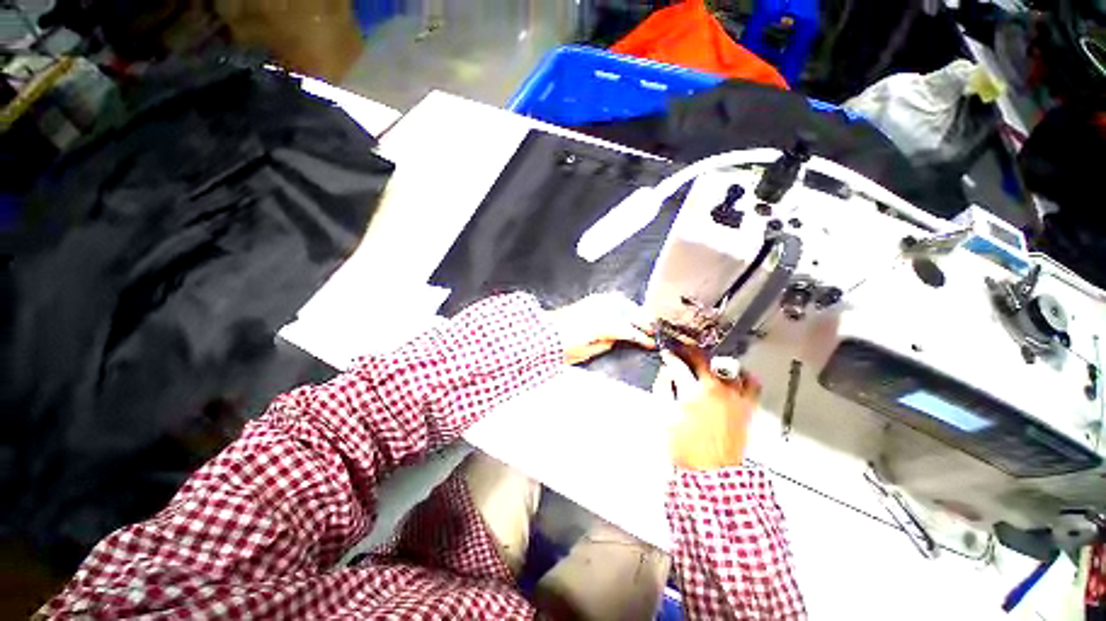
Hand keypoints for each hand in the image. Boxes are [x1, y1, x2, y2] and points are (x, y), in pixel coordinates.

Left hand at [549, 293, 654, 364]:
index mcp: (601, 325)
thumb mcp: (586, 352)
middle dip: (643, 322)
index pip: (629, 330)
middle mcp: (600, 309)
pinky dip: (623, 303)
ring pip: (623, 303)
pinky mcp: (589, 300)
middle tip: (651, 331)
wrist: (545, 333)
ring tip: (642, 320)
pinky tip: (625, 308)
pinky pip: (612, 298)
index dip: (642, 337)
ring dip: (635, 310)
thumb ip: (606, 344)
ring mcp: (594, 302)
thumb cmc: (562, 345)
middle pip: (629, 313)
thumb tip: (618, 339)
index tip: (650, 343)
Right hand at [655, 348, 760, 470]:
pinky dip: (742, 376)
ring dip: (714, 362)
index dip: (670, 357)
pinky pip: (751, 383)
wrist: (711, 471)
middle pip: (703, 359)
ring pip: (727, 367)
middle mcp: (717, 389)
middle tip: (683, 353)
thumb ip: (663, 389)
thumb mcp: (664, 415)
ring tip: (706, 363)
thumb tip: (666, 374)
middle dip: (690, 353)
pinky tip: (734, 376)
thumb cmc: (685, 447)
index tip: (667, 354)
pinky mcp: (747, 407)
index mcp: (694, 391)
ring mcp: (735, 397)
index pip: (679, 365)